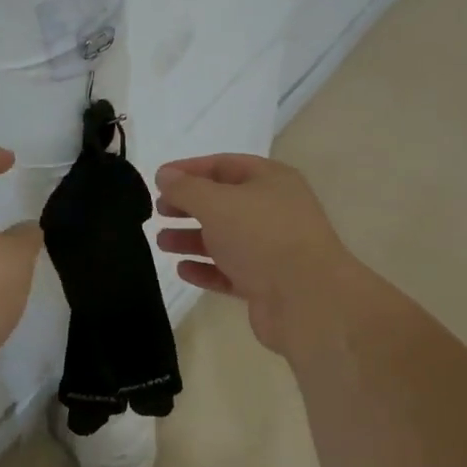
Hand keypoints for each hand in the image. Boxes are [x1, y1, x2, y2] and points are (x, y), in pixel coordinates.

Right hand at [154, 154, 359, 355]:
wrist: (308, 301)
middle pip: (224, 202)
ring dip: (192, 238)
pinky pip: (230, 271)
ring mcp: (272, 249)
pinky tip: (183, 269)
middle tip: (159, 212)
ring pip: (225, 238)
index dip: (189, 169)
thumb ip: (186, 188)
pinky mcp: (267, 283)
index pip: (224, 165)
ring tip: (162, 242)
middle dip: (189, 206)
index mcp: (271, 180)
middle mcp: (275, 210)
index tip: (159, 180)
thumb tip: (164, 175)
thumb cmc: (261, 237)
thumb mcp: (216, 203)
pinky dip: (206, 268)